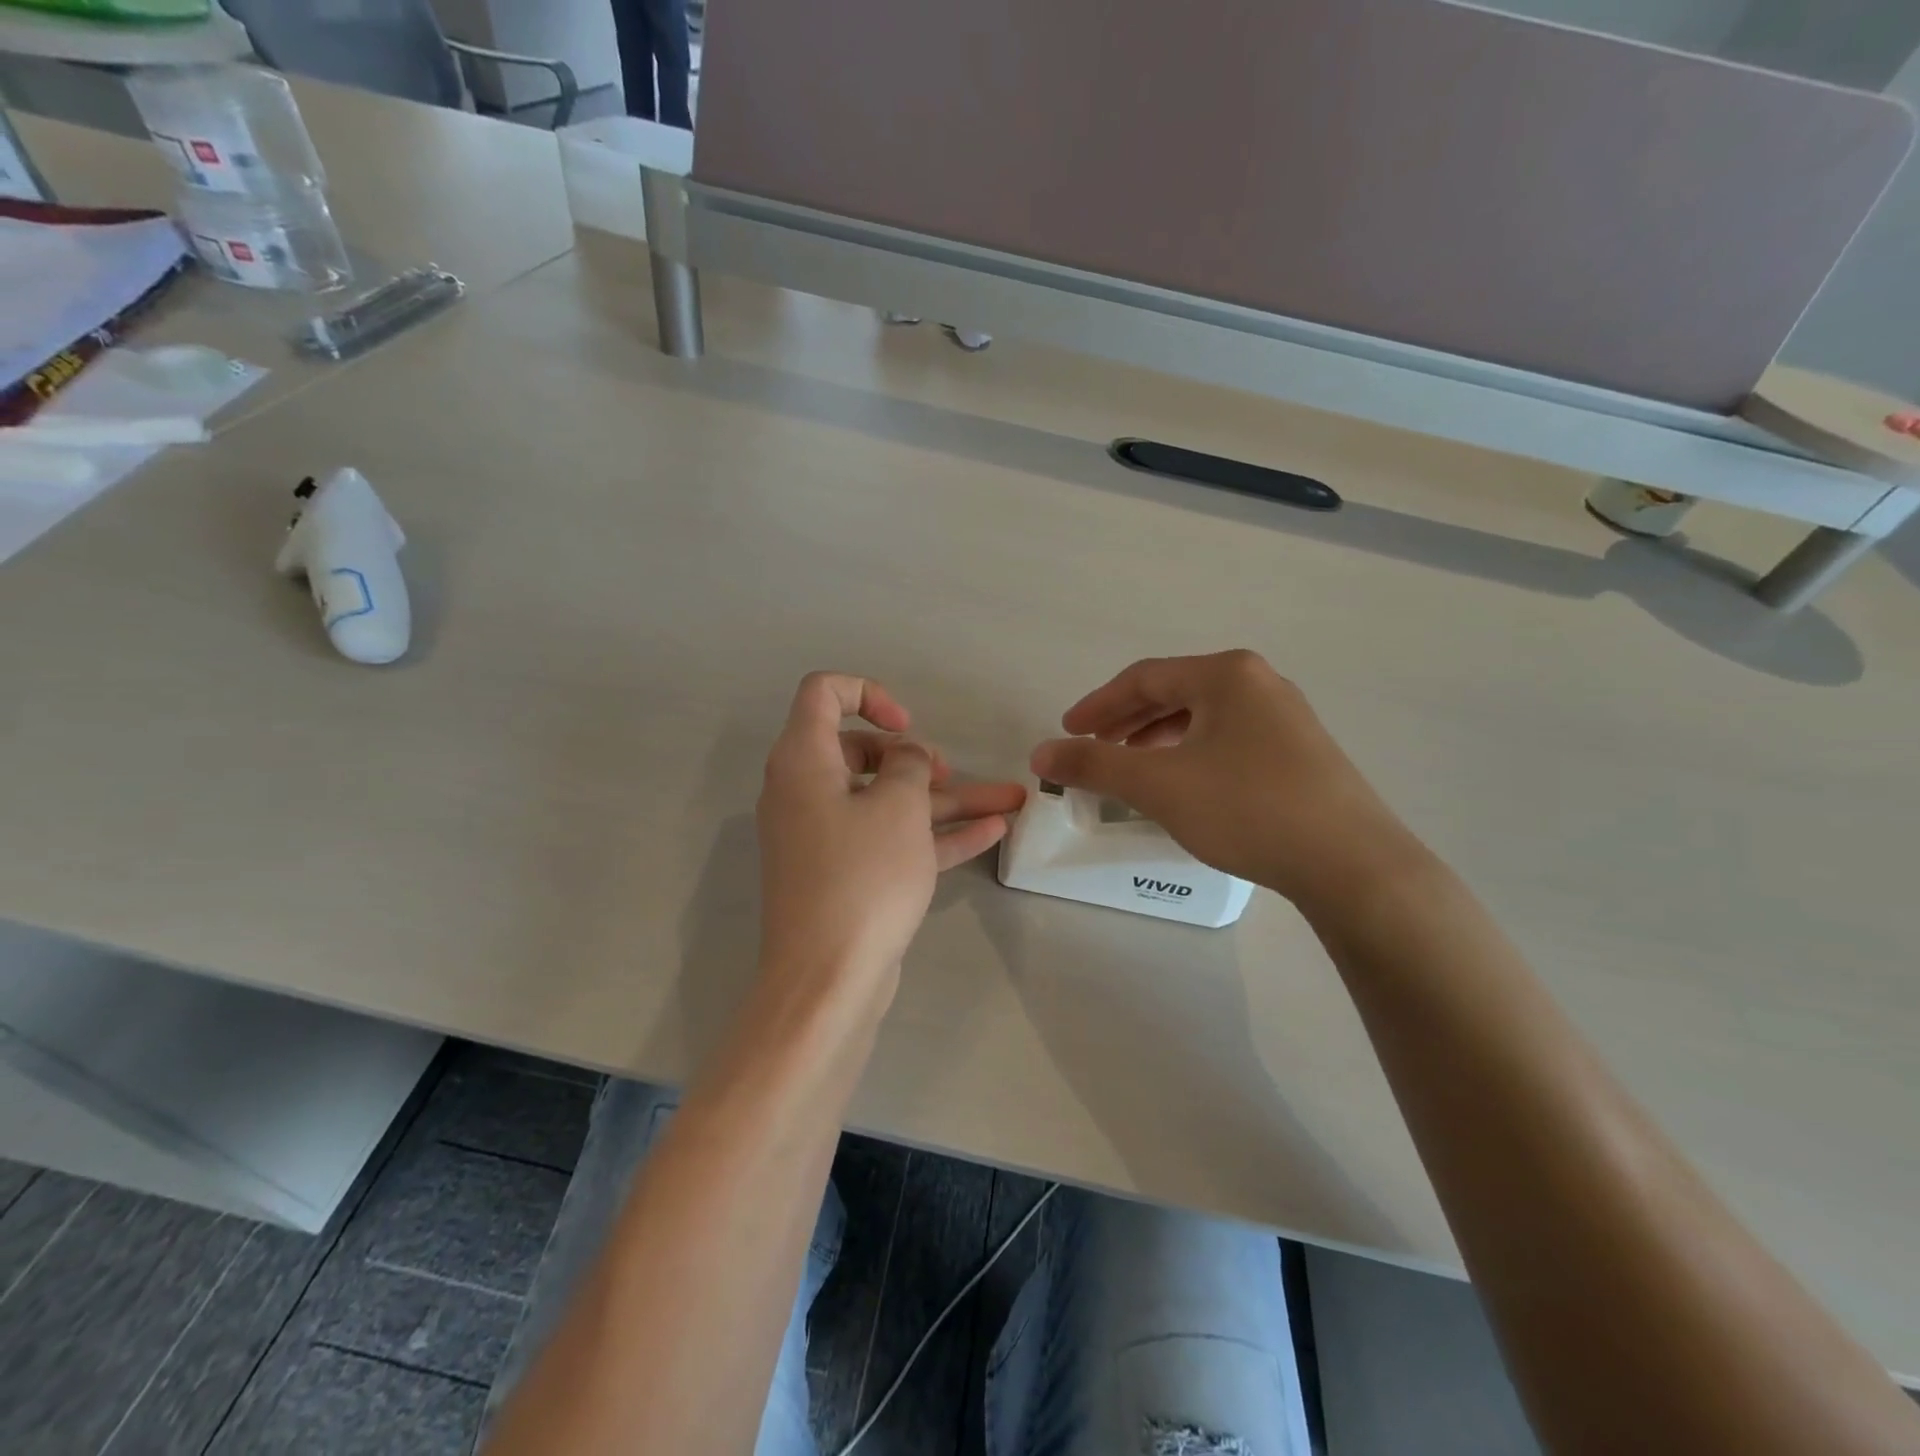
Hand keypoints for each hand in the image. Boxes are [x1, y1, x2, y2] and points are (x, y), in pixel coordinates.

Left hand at [758, 673, 1026, 992]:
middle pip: (862, 752)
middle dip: (916, 757)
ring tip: (1010, 800)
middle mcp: (808, 792)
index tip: (906, 728)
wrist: (828, 981)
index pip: (823, 694)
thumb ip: (909, 765)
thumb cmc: (861, 877)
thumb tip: (906, 757)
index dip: (870, 694)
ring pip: (889, 802)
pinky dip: (935, 833)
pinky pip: (892, 839)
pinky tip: (992, 830)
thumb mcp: (898, 807)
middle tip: (947, 772)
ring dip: (945, 799)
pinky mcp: (849, 874)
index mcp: (804, 761)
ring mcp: (828, 837)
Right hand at [1030, 650, 1426, 912]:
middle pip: (1174, 693)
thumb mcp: (1158, 785)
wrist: (1352, 864)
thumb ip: (1094, 765)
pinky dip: (1192, 754)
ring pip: (1203, 718)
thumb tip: (1040, 753)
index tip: (1066, 733)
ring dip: (1158, 739)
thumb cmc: (1247, 809)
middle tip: (1093, 749)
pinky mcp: (1302, 752)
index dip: (1097, 705)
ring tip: (1132, 768)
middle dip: (1126, 722)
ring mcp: (1287, 717)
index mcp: (1226, 674)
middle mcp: (1260, 683)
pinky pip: (1229, 739)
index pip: (1144, 679)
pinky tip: (1185, 784)